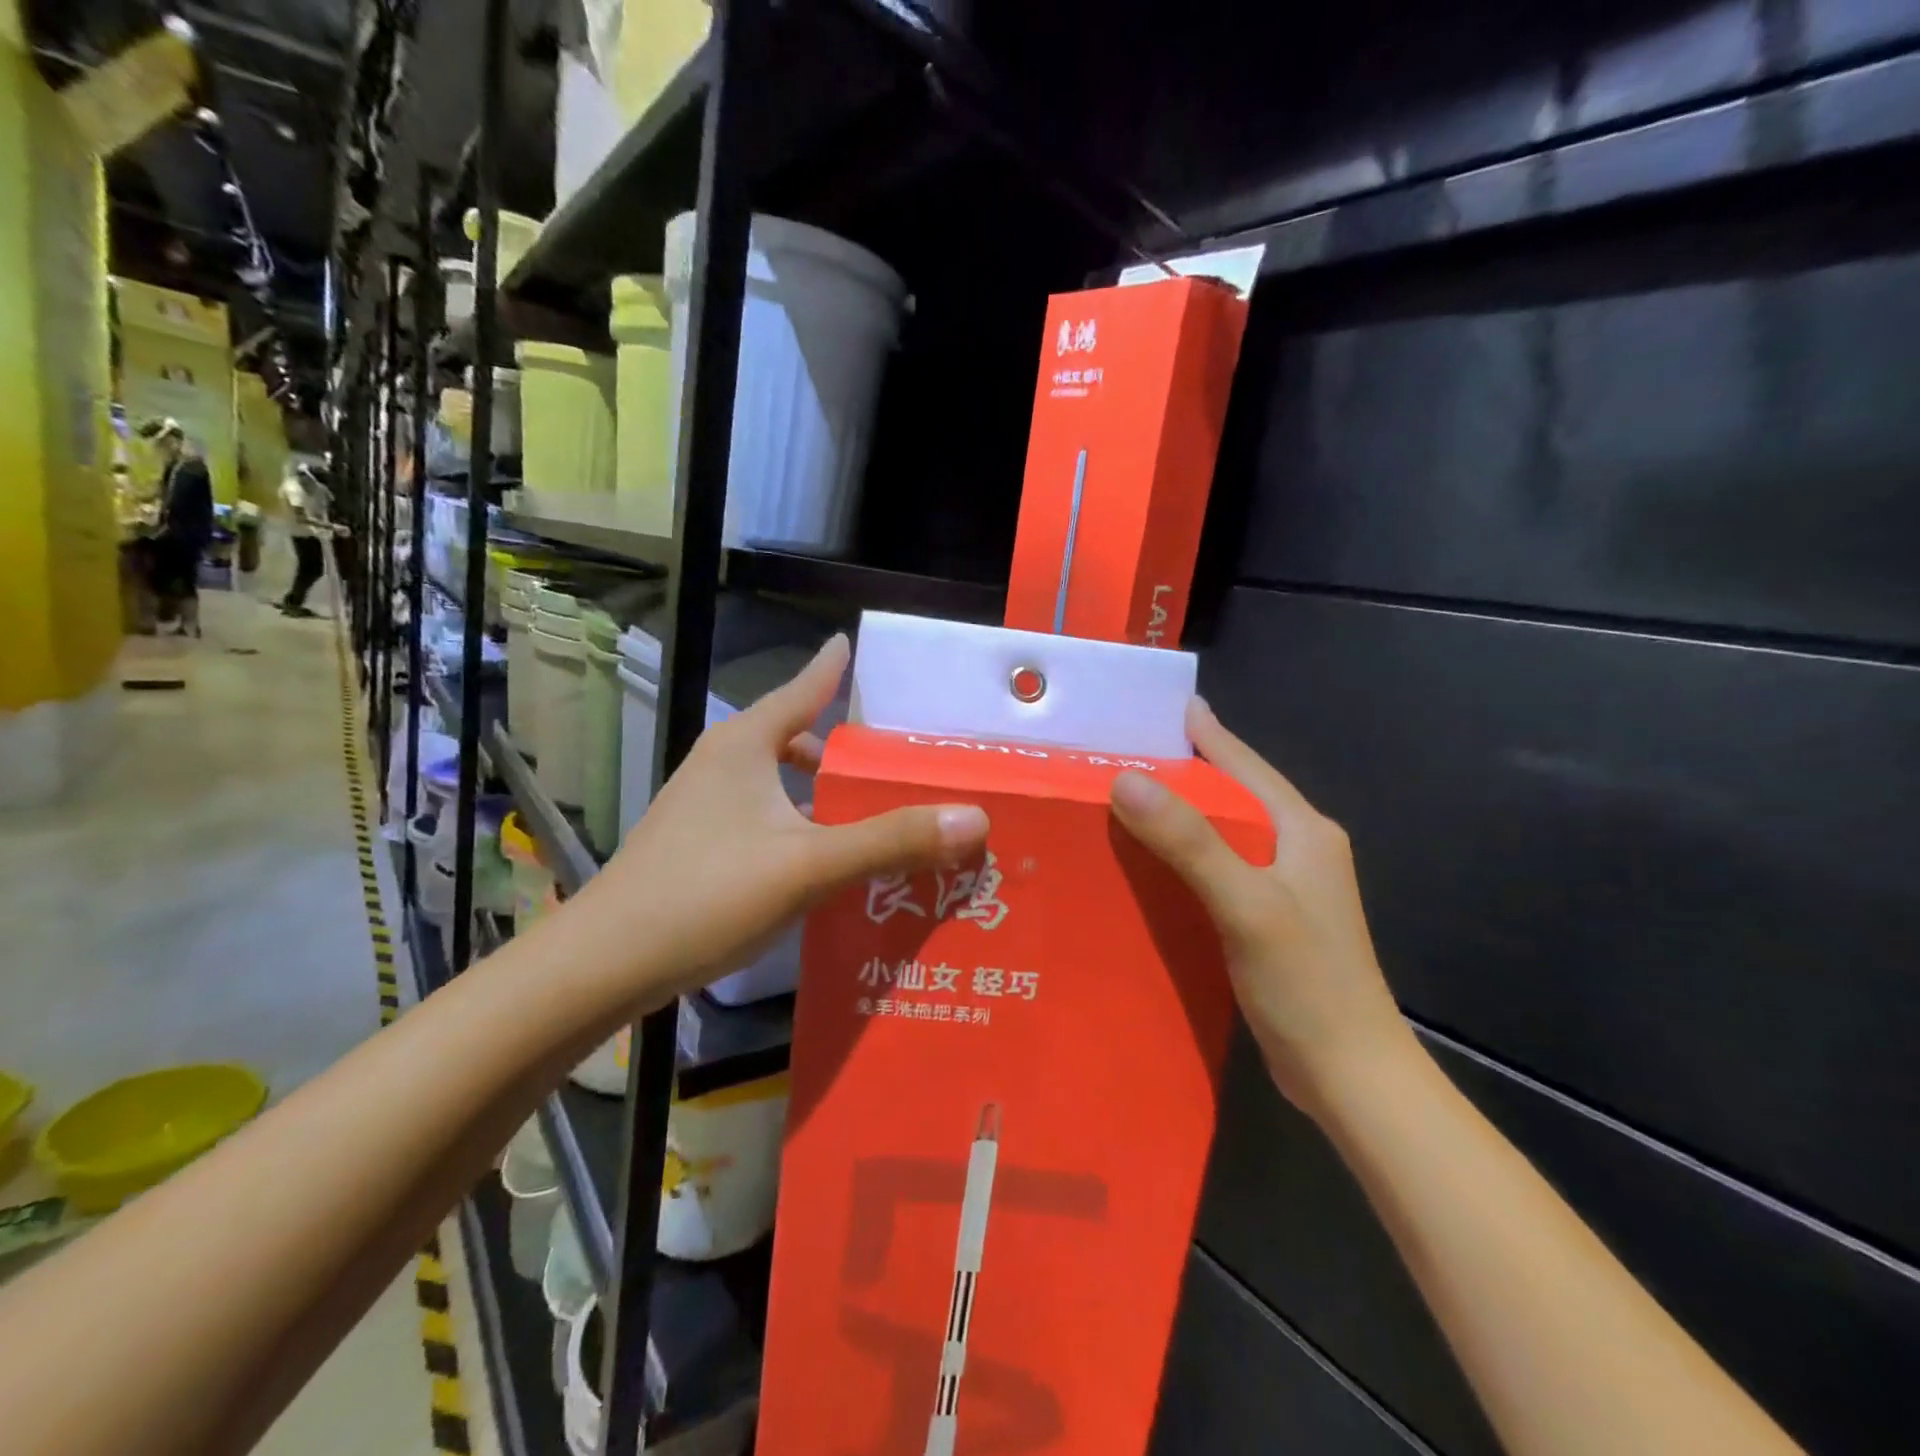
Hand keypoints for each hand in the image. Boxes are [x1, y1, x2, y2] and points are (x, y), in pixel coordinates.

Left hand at [580, 634, 990, 1001]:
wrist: (603, 964)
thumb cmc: (705, 894)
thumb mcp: (808, 865)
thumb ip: (890, 840)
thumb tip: (975, 817)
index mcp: (745, 746)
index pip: (802, 688)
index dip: (832, 667)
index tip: (853, 644)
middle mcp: (723, 765)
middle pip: (793, 738)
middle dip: (840, 746)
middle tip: (895, 758)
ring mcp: (705, 807)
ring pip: (779, 784)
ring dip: (822, 794)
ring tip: (872, 813)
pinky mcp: (699, 846)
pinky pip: (766, 820)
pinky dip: (801, 827)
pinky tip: (827, 863)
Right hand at [1108, 700, 1411, 1113]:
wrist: (1351, 1076)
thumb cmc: (1306, 983)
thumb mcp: (1246, 905)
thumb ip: (1190, 841)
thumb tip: (1127, 778)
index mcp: (1303, 830)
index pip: (1244, 764)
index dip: (1204, 733)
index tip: (1159, 705)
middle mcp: (1298, 847)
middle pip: (1232, 793)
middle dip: (1182, 770)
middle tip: (1122, 752)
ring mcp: (1285, 885)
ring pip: (1222, 832)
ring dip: (1179, 814)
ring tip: (1123, 799)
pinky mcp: (1268, 917)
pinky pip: (1218, 868)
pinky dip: (1183, 856)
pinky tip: (1148, 863)